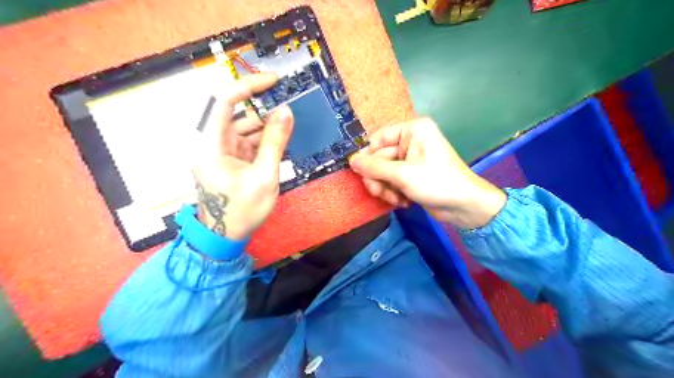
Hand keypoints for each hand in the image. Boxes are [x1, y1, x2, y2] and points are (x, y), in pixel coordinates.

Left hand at [191, 72, 293, 238]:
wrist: (225, 237)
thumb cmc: (241, 211)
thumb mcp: (264, 176)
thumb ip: (275, 142)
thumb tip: (286, 112)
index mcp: (211, 144)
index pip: (224, 101)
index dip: (248, 86)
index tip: (273, 81)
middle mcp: (213, 143)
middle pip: (239, 115)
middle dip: (265, 111)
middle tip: (291, 110)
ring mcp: (222, 152)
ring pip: (246, 129)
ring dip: (268, 129)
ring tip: (290, 130)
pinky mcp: (230, 160)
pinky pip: (249, 142)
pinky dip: (265, 141)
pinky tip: (281, 143)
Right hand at [350, 116, 501, 228]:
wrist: (464, 206)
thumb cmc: (436, 182)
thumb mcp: (402, 174)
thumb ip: (374, 167)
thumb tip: (351, 160)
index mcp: (413, 130)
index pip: (379, 138)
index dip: (368, 155)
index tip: (360, 172)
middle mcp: (411, 141)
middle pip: (380, 157)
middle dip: (378, 178)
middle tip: (377, 192)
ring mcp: (411, 159)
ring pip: (384, 171)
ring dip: (385, 187)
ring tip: (394, 199)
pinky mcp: (412, 174)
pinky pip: (392, 180)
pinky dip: (393, 191)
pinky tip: (402, 202)